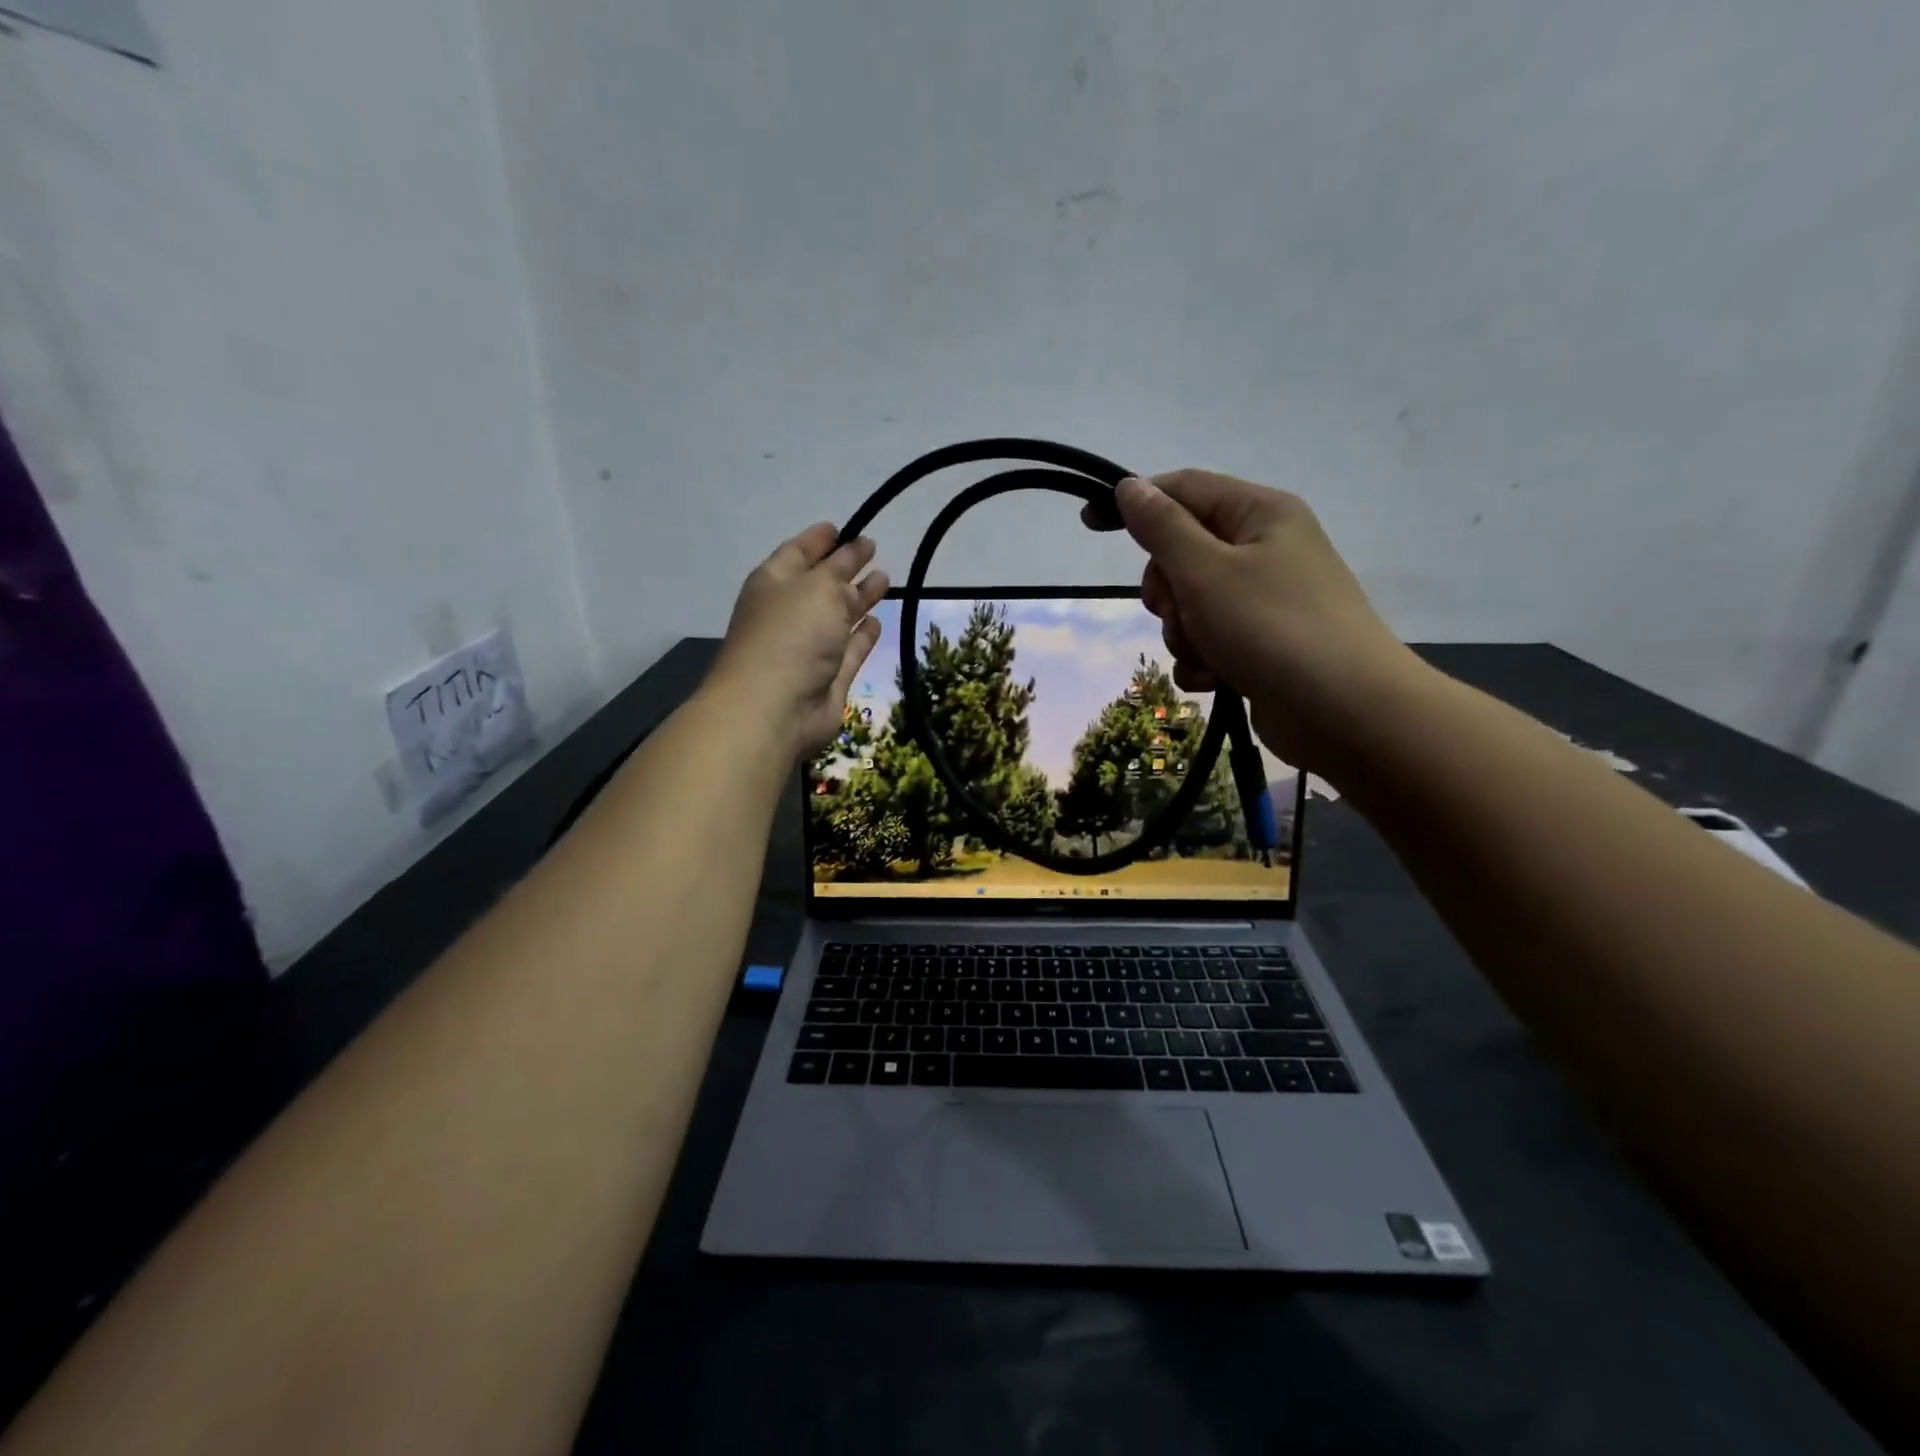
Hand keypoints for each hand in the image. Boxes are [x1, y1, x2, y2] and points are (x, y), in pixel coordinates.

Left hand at [710, 524, 888, 761]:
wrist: (775, 708)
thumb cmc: (791, 635)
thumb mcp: (818, 587)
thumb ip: (841, 569)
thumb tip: (854, 555)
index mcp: (774, 583)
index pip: (798, 552)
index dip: (819, 539)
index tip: (841, 527)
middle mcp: (790, 612)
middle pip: (821, 583)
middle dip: (845, 566)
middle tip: (872, 550)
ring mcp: (809, 647)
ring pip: (838, 615)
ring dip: (859, 598)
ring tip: (884, 579)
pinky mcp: (829, 676)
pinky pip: (850, 648)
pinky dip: (863, 635)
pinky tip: (877, 621)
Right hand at [1088, 472, 1418, 770]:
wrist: (1345, 712)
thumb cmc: (1272, 628)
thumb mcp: (1206, 571)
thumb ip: (1162, 528)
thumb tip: (1129, 486)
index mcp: (1259, 514)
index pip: (1183, 489)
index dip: (1135, 501)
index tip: (1088, 523)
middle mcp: (1264, 550)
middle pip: (1182, 553)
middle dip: (1167, 590)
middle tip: (1177, 610)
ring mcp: (1264, 600)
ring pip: (1190, 604)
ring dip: (1183, 633)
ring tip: (1208, 654)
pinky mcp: (1262, 645)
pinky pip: (1209, 640)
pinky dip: (1202, 660)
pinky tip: (1216, 680)